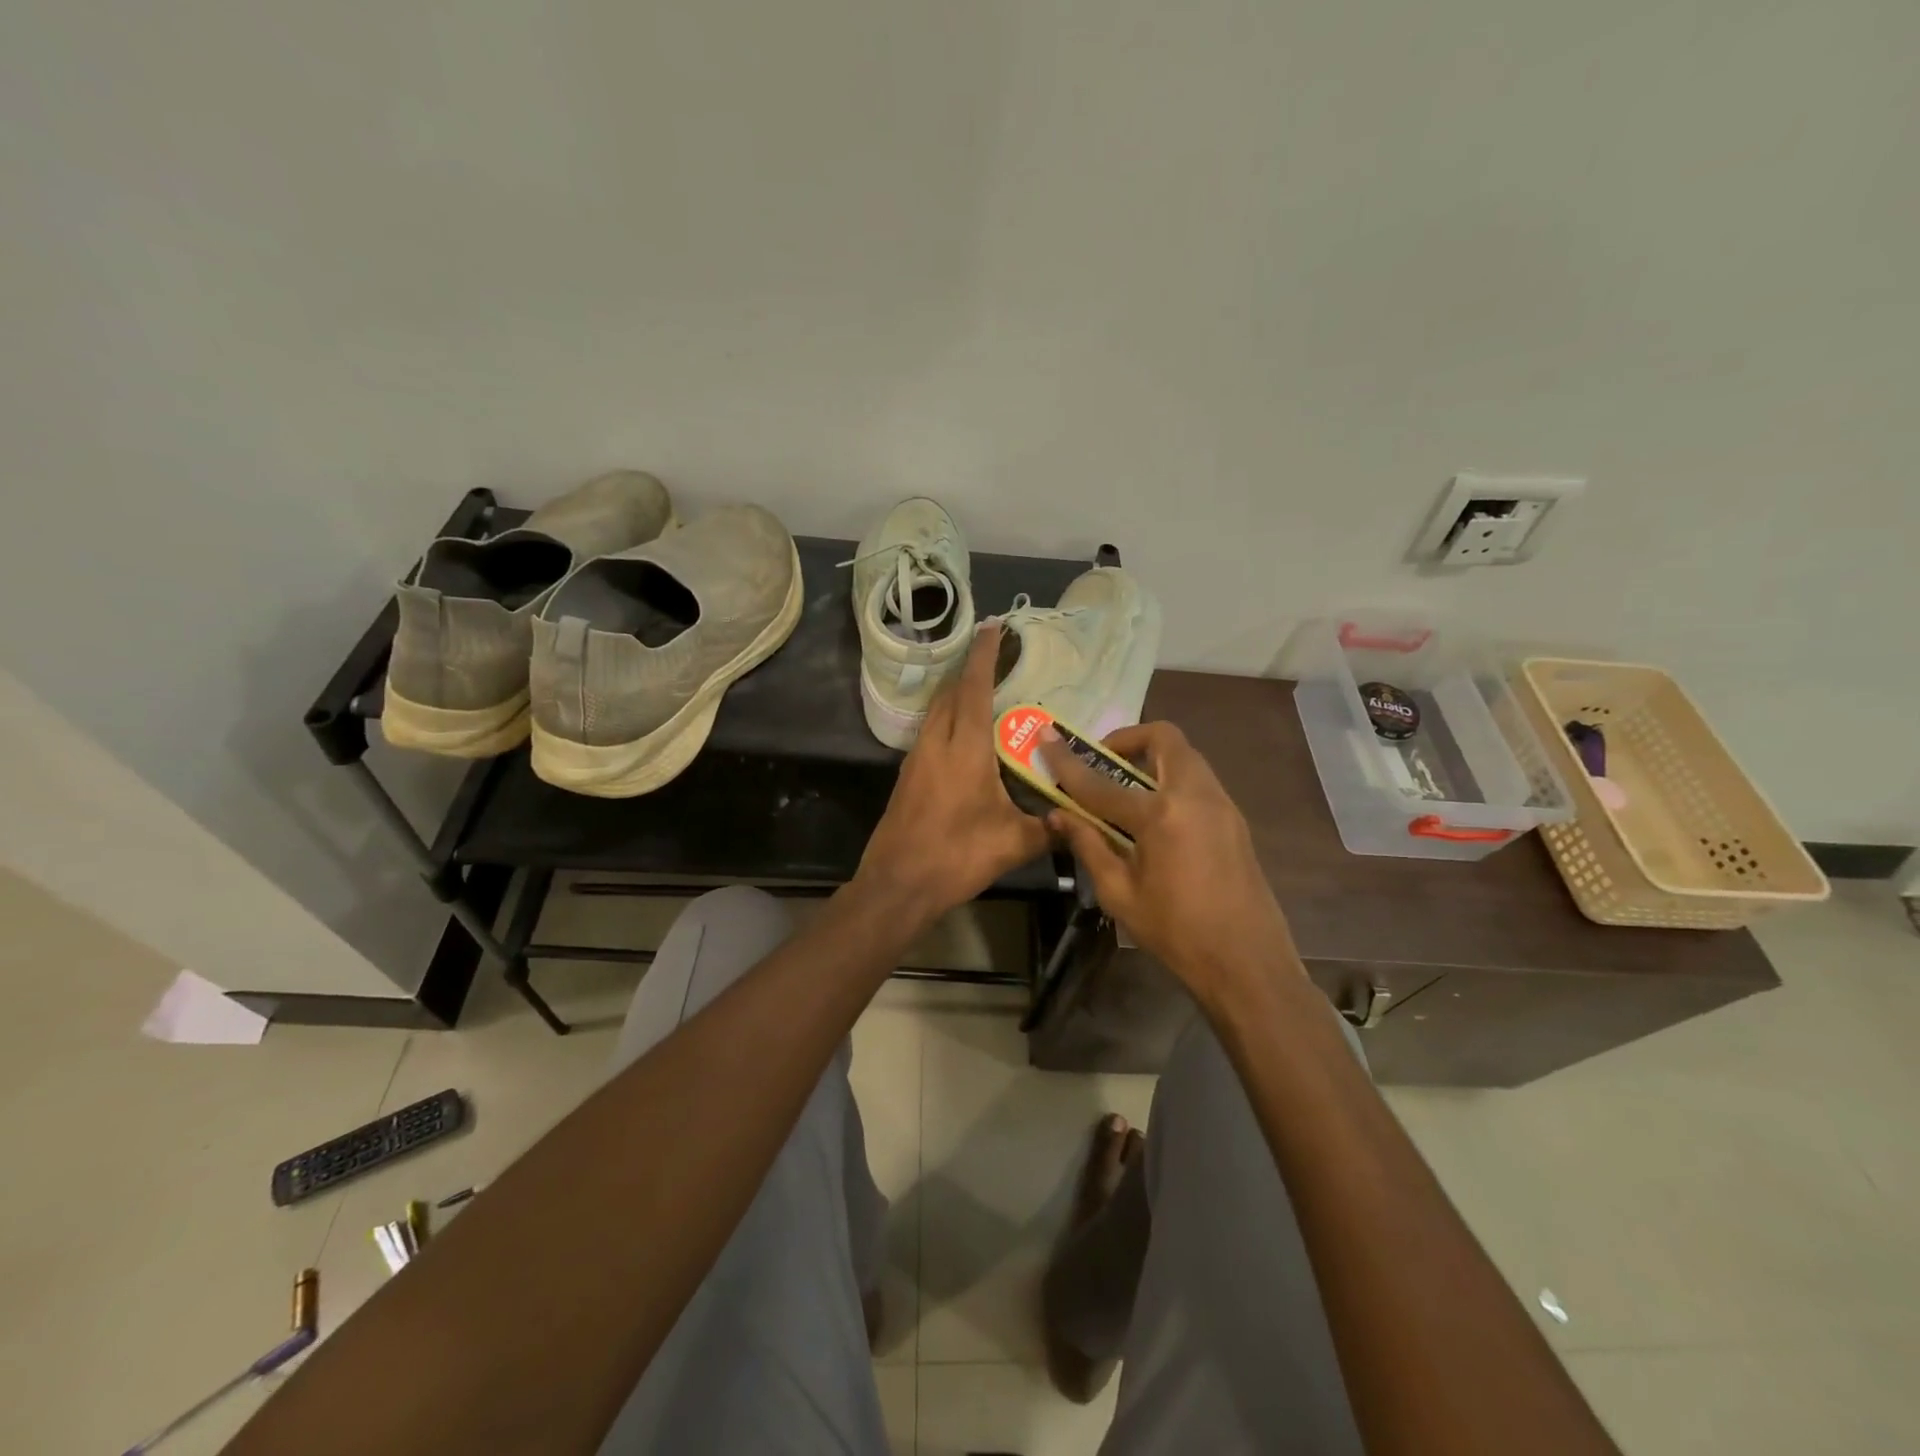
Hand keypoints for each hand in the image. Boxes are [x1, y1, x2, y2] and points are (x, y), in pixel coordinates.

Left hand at [856, 624, 1050, 928]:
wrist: (898, 884)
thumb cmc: (957, 856)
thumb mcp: (1013, 844)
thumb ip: (1048, 829)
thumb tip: (1076, 822)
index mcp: (965, 749)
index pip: (973, 689)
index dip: (983, 656)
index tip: (992, 627)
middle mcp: (936, 744)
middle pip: (949, 693)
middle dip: (969, 669)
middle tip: (993, 656)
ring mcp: (915, 760)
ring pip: (935, 712)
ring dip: (955, 694)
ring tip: (980, 689)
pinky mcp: (907, 778)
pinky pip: (929, 733)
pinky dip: (946, 720)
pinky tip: (962, 736)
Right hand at [1040, 721, 1299, 1006]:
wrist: (1247, 962)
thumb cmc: (1176, 933)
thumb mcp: (1119, 893)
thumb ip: (1088, 845)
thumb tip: (1058, 815)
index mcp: (1160, 815)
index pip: (1100, 782)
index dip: (1067, 761)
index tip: (1046, 737)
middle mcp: (1195, 795)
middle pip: (1163, 738)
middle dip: (1128, 739)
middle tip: (1103, 762)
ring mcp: (1221, 804)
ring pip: (1185, 756)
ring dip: (1153, 758)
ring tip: (1125, 790)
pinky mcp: (1234, 819)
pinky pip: (1198, 780)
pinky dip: (1172, 780)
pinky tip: (1155, 817)